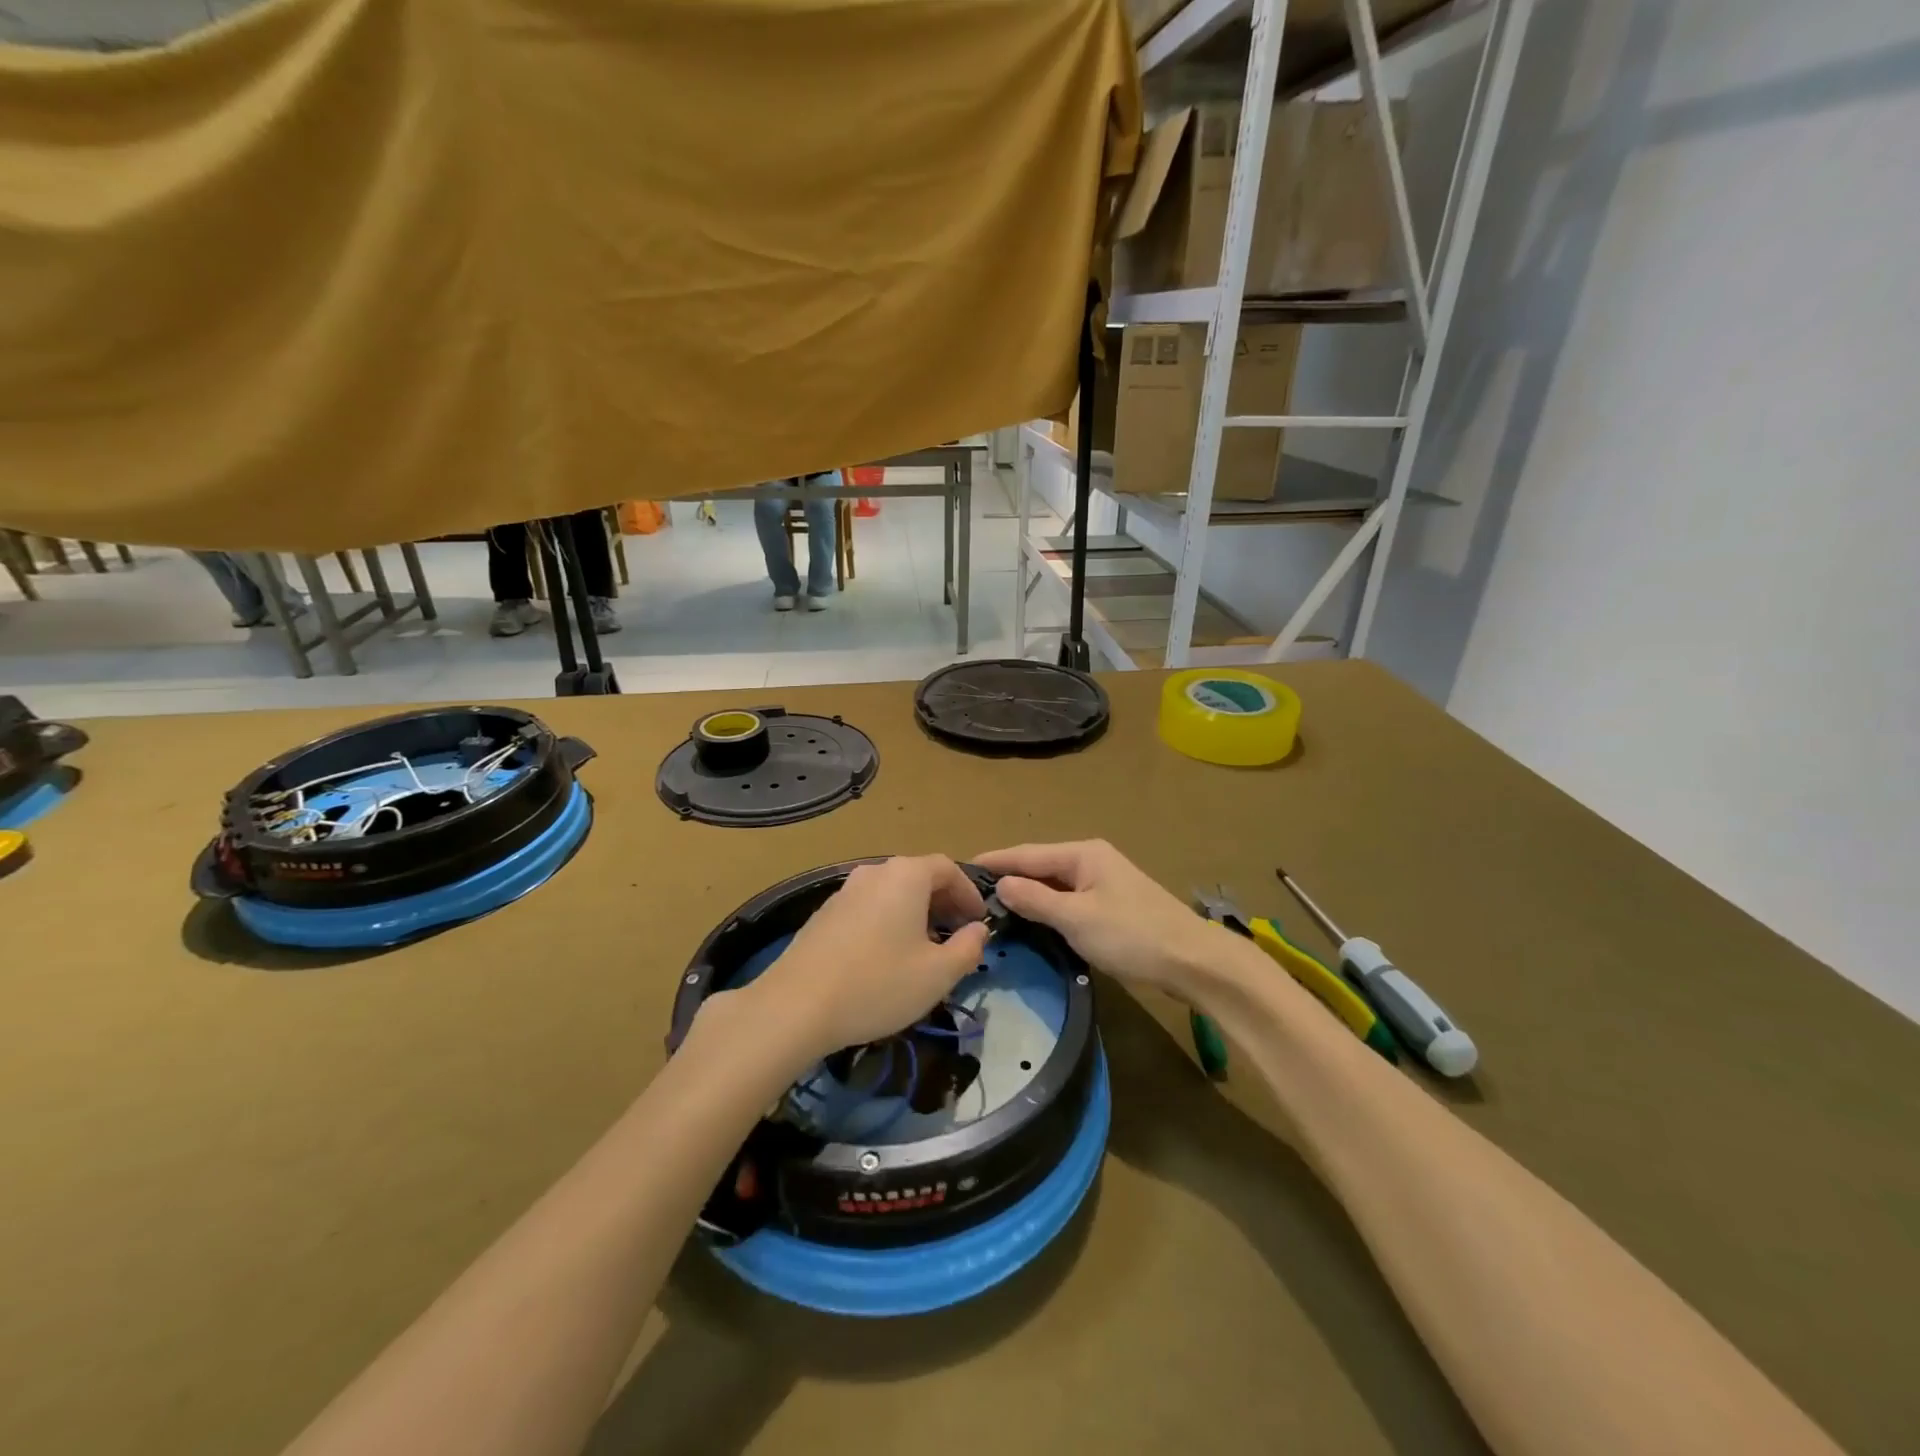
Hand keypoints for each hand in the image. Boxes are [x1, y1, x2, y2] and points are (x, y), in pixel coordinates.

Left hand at [741, 855, 988, 1061]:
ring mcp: (845, 891)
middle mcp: (874, 872)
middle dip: (944, 903)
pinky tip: (886, 957)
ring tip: (924, 949)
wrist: (796, 1006)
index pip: (948, 868)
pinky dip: (888, 921)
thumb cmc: (878, 984)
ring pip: (892, 893)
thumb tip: (978, 930)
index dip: (969, 893)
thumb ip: (968, 948)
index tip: (979, 921)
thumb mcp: (938, 974)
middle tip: (957, 935)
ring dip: (915, 913)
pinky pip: (869, 907)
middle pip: (919, 877)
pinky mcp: (824, 913)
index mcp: (906, 875)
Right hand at [975, 840, 1229, 1000]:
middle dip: (1009, 877)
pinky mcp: (1112, 905)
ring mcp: (1104, 882)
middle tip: (971, 893)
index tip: (962, 867)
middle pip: (1040, 866)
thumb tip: (1000, 885)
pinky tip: (1032, 919)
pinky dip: (1047, 907)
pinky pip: (1068, 900)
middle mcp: (1092, 860)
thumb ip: (1036, 900)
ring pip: (1054, 884)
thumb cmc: (1132, 934)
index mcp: (1083, 854)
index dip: (995, 861)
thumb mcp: (1077, 918)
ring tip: (992, 906)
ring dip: (1028, 894)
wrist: (1192, 961)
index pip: (1027, 853)